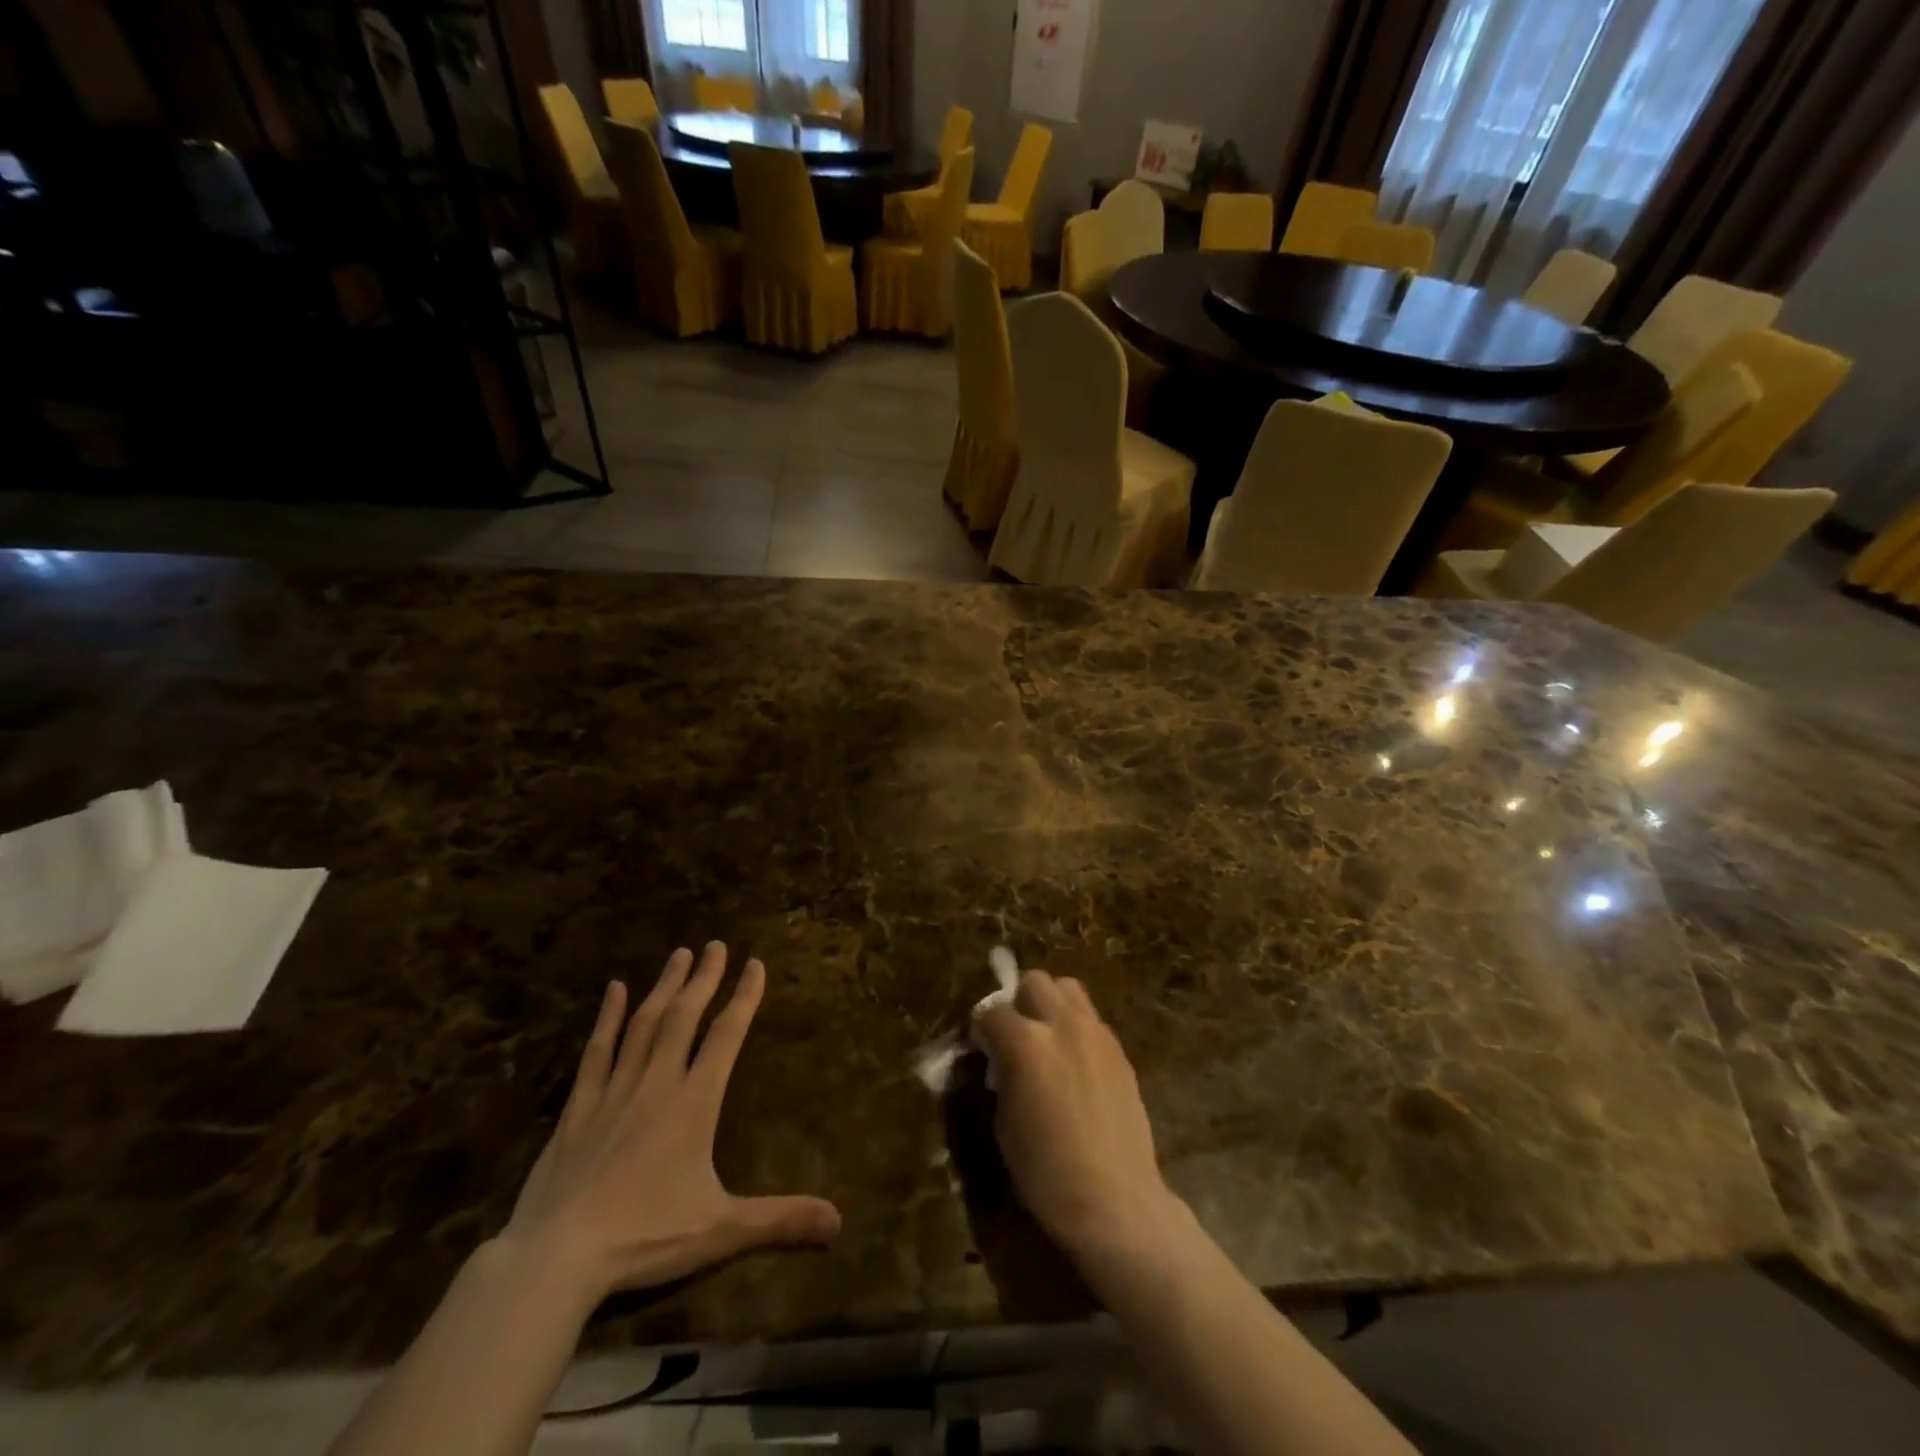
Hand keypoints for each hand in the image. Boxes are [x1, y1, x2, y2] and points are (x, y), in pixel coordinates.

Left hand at [501, 943, 841, 1304]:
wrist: (555, 1259)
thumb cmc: (645, 1237)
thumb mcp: (721, 1231)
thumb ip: (780, 1220)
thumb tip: (839, 1222)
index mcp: (695, 1102)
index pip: (727, 1035)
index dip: (744, 997)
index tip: (754, 963)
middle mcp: (658, 1082)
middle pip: (685, 1016)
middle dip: (704, 978)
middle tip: (715, 944)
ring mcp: (615, 1090)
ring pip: (645, 1024)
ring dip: (665, 986)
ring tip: (679, 953)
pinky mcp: (579, 1107)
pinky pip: (598, 1051)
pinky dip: (609, 1017)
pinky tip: (615, 989)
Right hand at [974, 971, 1185, 1263]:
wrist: (1115, 1199)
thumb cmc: (1046, 1172)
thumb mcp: (1004, 1124)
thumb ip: (1001, 1075)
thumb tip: (999, 1061)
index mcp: (1025, 1043)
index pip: (992, 1011)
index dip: (982, 1028)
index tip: (981, 1046)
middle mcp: (1062, 1025)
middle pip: (1035, 981)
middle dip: (1019, 1001)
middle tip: (1016, 1034)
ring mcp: (1096, 1033)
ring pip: (1069, 988)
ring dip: (1051, 1004)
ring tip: (1048, 1037)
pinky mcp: (1119, 1049)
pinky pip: (1091, 1019)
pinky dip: (1077, 1027)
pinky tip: (1075, 1061)